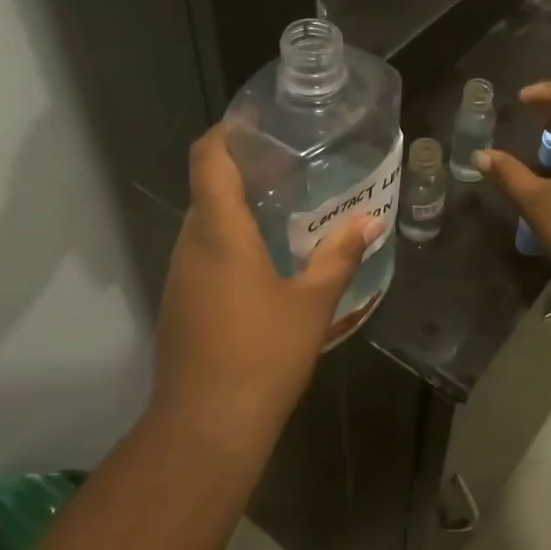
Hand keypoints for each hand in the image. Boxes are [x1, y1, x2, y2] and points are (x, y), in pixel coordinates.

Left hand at [154, 125, 380, 445]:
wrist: (206, 426)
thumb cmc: (262, 354)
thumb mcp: (312, 303)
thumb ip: (339, 256)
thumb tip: (370, 221)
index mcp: (219, 232)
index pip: (208, 158)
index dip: (227, 132)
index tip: (259, 123)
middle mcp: (191, 244)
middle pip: (207, 187)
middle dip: (242, 169)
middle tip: (290, 167)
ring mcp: (180, 275)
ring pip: (204, 223)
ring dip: (236, 208)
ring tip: (283, 208)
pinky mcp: (180, 303)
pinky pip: (202, 253)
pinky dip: (229, 241)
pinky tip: (265, 260)